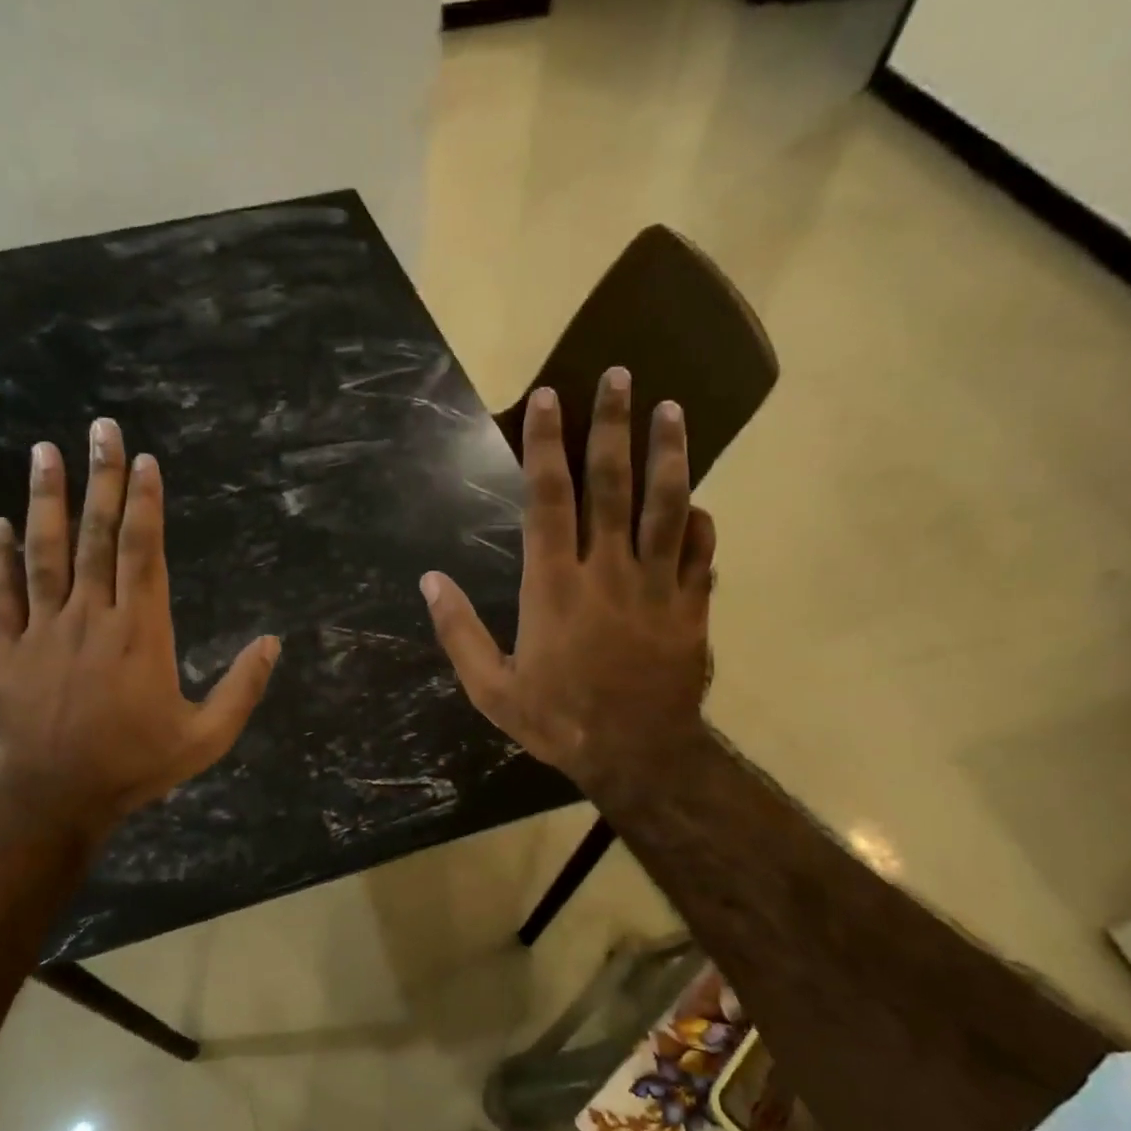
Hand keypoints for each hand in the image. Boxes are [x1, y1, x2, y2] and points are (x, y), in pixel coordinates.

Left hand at [0, 418, 279, 835]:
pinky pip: (1, 595)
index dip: (144, 504)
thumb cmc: (137, 765)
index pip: (141, 553)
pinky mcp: (8, 650)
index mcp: (140, 633)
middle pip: (95, 538)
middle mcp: (91, 618)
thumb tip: (272, 642)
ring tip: (46, 452)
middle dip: (101, 480)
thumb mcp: (206, 738)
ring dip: (45, 500)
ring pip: (44, 553)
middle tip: (101, 429)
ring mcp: (44, 630)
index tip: (144, 462)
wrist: (58, 797)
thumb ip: (242, 689)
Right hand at [420, 367, 713, 802]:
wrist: (636, 755)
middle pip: (613, 484)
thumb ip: (460, 632)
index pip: (549, 499)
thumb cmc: (557, 721)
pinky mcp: (692, 607)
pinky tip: (696, 503)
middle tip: (621, 375)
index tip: (551, 397)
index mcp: (554, 585)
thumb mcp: (491, 688)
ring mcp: (657, 586)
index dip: (547, 445)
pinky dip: (699, 524)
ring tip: (672, 410)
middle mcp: (608, 571)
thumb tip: (430, 581)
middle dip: (613, 426)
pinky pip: (701, 554)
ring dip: (669, 454)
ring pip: (667, 505)